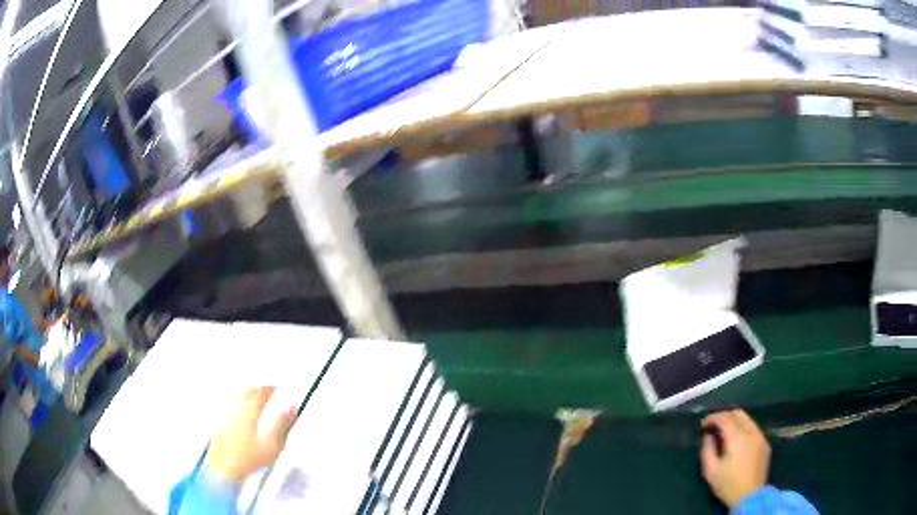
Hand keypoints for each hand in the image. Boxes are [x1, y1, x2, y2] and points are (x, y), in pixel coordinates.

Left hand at [205, 387, 296, 482]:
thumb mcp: (273, 444)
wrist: (224, 468)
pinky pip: (227, 407)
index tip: (275, 389)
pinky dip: (235, 405)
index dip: (270, 389)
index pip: (261, 391)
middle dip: (257, 389)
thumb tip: (291, 408)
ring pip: (235, 397)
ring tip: (252, 398)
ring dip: (245, 395)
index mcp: (249, 409)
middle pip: (246, 391)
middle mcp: (234, 407)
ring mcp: (224, 415)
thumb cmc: (247, 458)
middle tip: (265, 391)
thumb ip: (283, 423)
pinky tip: (237, 412)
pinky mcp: (218, 424)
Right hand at [700, 409, 770, 508]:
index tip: (703, 424)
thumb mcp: (711, 471)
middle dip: (724, 416)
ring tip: (724, 432)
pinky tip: (737, 440)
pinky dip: (743, 428)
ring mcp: (760, 436)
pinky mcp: (765, 443)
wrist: (750, 496)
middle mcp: (751, 432)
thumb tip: (708, 436)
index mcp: (738, 438)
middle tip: (713, 426)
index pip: (725, 418)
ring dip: (734, 421)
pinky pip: (753, 428)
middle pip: (738, 414)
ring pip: (747, 419)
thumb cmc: (728, 485)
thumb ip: (707, 450)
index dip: (713, 417)